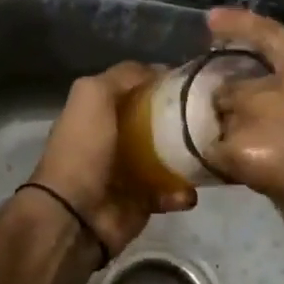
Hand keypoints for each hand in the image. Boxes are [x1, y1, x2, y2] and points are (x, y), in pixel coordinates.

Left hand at [27, 62, 196, 258]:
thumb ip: (123, 76)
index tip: (191, 81)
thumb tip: (160, 69)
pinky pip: (170, 193)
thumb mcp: (93, 94)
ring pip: (170, 157)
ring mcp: (130, 172)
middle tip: (209, 116)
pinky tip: (187, 191)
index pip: (137, 90)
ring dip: (189, 156)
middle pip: (157, 122)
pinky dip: (181, 193)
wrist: (74, 214)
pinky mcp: (142, 203)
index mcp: (100, 112)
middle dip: (182, 119)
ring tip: (207, 153)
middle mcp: (115, 139)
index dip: (161, 83)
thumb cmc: (83, 148)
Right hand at [205, 7, 283, 240]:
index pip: (210, 153)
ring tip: (234, 97)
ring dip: (234, 92)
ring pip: (238, 80)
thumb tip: (265, 169)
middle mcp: (255, 110)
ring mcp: (282, 77)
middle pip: (222, 112)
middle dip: (228, 127)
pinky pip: (266, 34)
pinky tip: (213, 19)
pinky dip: (238, 24)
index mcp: (249, 155)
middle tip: (250, 140)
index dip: (219, 162)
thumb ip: (271, 188)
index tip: (232, 169)